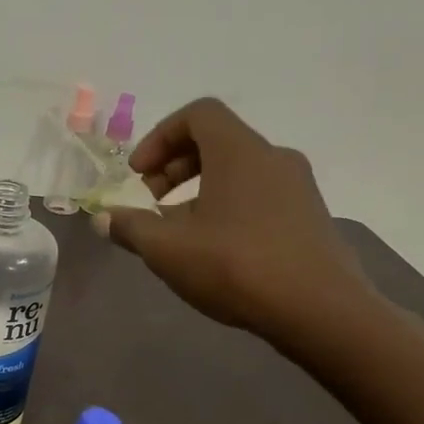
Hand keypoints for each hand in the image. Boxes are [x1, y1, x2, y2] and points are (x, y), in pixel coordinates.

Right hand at [98, 98, 376, 343]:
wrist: (319, 310)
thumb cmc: (236, 266)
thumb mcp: (167, 249)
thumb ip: (131, 228)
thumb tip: (104, 218)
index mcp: (239, 151)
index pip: (197, 114)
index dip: (159, 137)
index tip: (138, 175)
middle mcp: (273, 157)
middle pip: (217, 141)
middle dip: (174, 167)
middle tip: (150, 202)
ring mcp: (297, 187)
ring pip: (238, 172)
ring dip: (199, 192)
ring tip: (177, 233)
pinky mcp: (308, 217)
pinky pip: (258, 196)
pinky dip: (227, 207)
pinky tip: (214, 250)